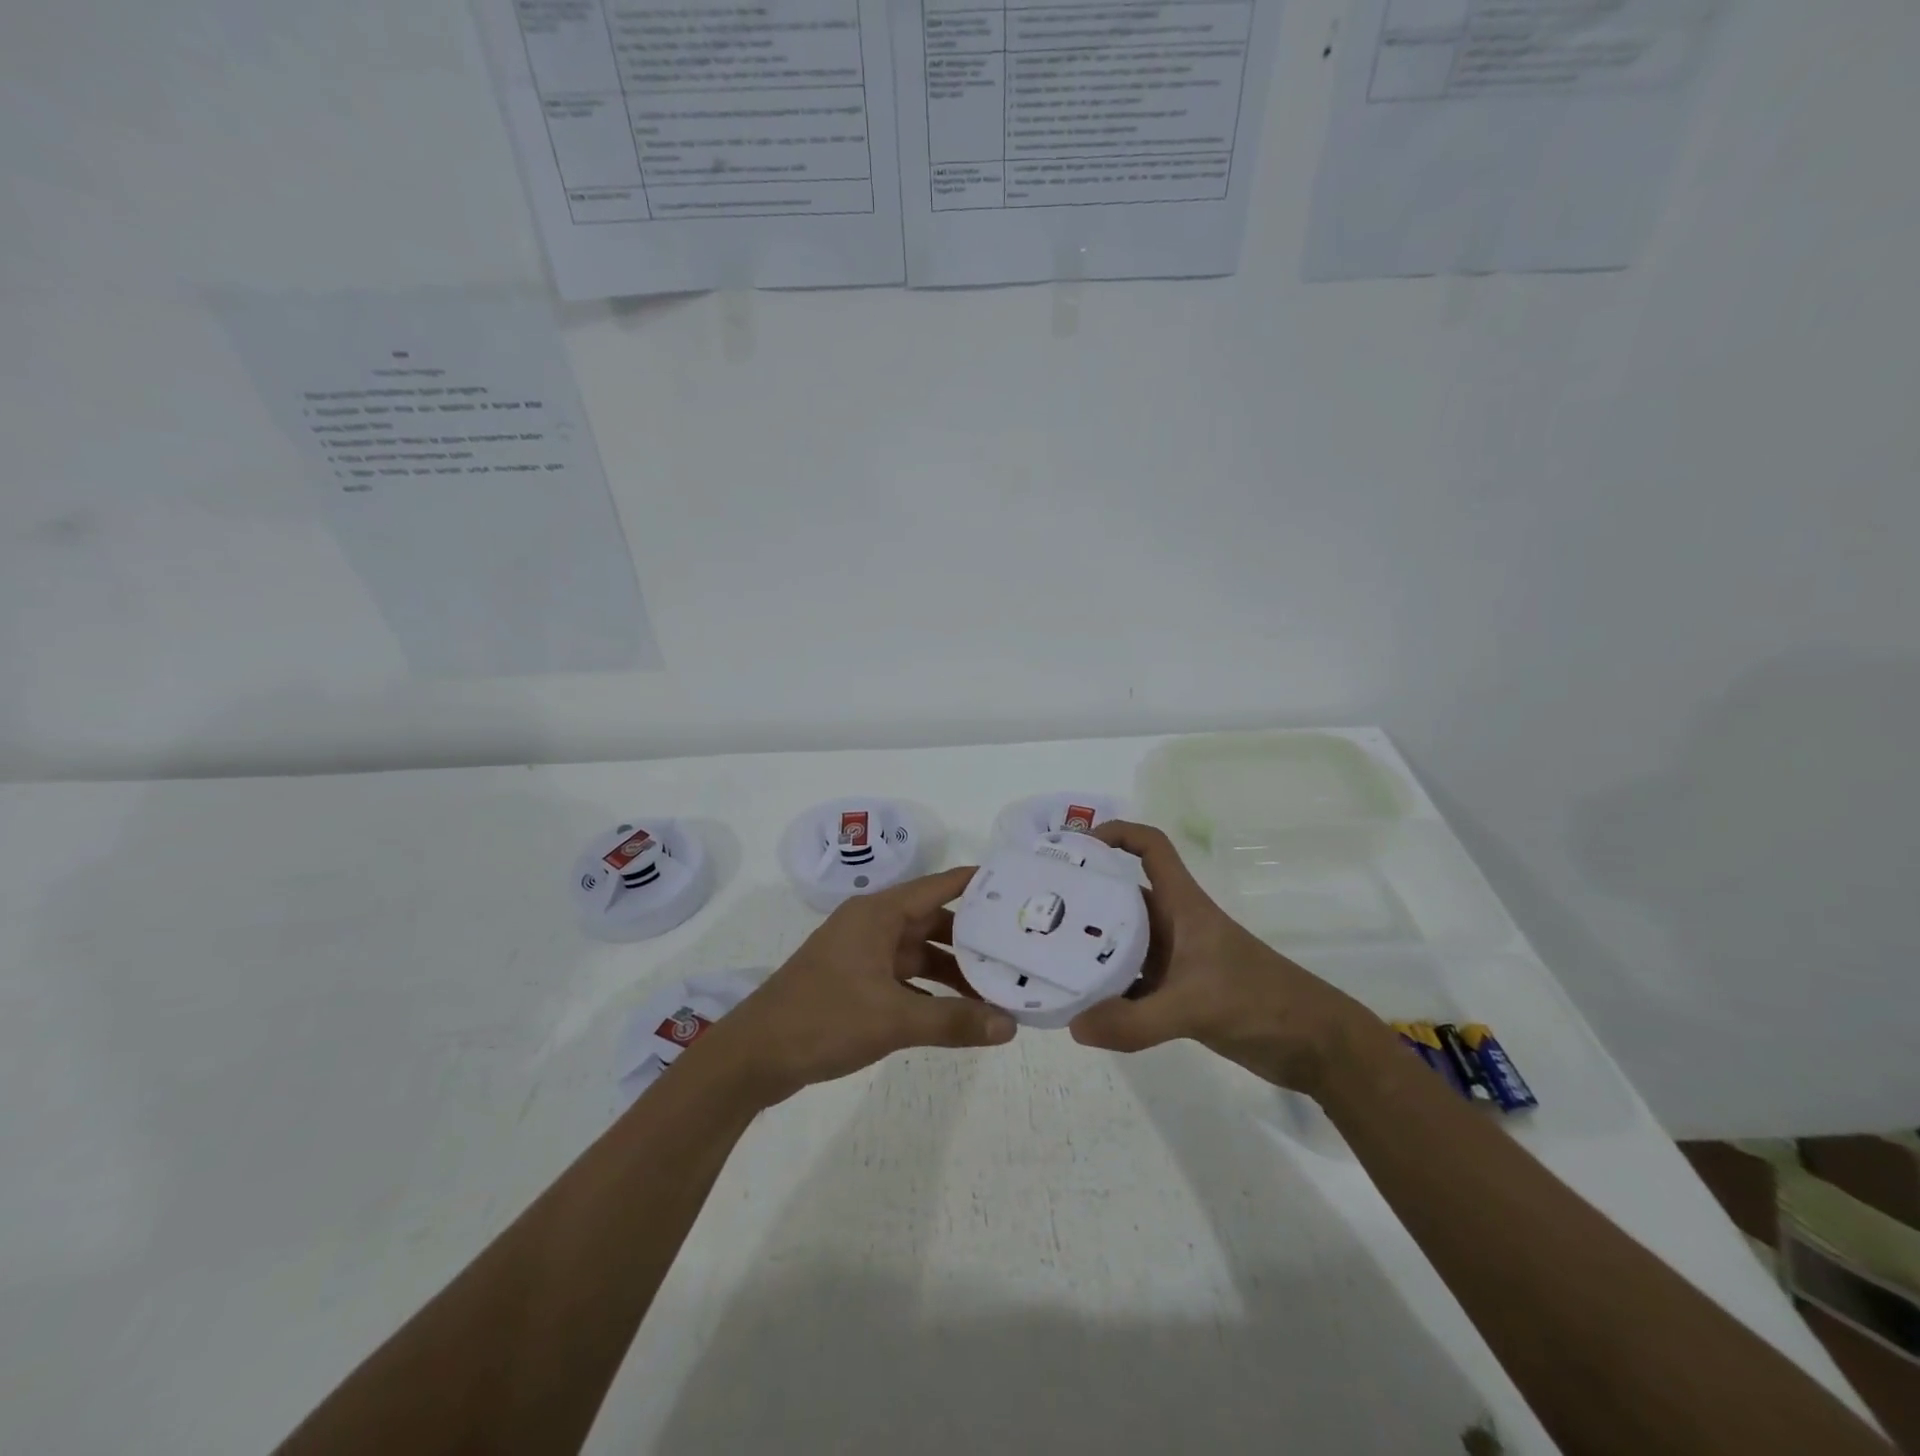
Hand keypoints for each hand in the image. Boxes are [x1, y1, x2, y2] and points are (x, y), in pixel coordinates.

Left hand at [699, 866, 1016, 1107]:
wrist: (753, 1056)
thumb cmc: (822, 1020)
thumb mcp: (892, 1020)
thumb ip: (953, 1022)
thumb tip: (1010, 1026)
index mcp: (878, 913)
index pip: (939, 886)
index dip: (979, 885)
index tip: (1020, 891)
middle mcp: (872, 924)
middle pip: (933, 920)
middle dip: (973, 937)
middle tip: (1017, 950)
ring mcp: (861, 953)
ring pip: (919, 951)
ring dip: (952, 969)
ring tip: (996, 987)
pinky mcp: (854, 981)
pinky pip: (903, 976)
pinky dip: (929, 990)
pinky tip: (957, 1011)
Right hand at [1067, 821, 1381, 1094]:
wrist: (1317, 1046)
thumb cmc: (1262, 1002)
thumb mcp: (1196, 1007)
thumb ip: (1135, 1020)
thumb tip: (1074, 1025)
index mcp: (1184, 906)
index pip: (1151, 848)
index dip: (1117, 834)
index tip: (1077, 847)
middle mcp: (1176, 925)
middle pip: (1124, 896)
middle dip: (1086, 898)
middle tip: (1039, 910)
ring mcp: (1178, 960)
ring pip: (1125, 942)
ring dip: (1093, 948)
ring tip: (1048, 957)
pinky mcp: (1181, 994)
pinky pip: (1133, 982)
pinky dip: (1109, 989)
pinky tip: (1082, 1006)